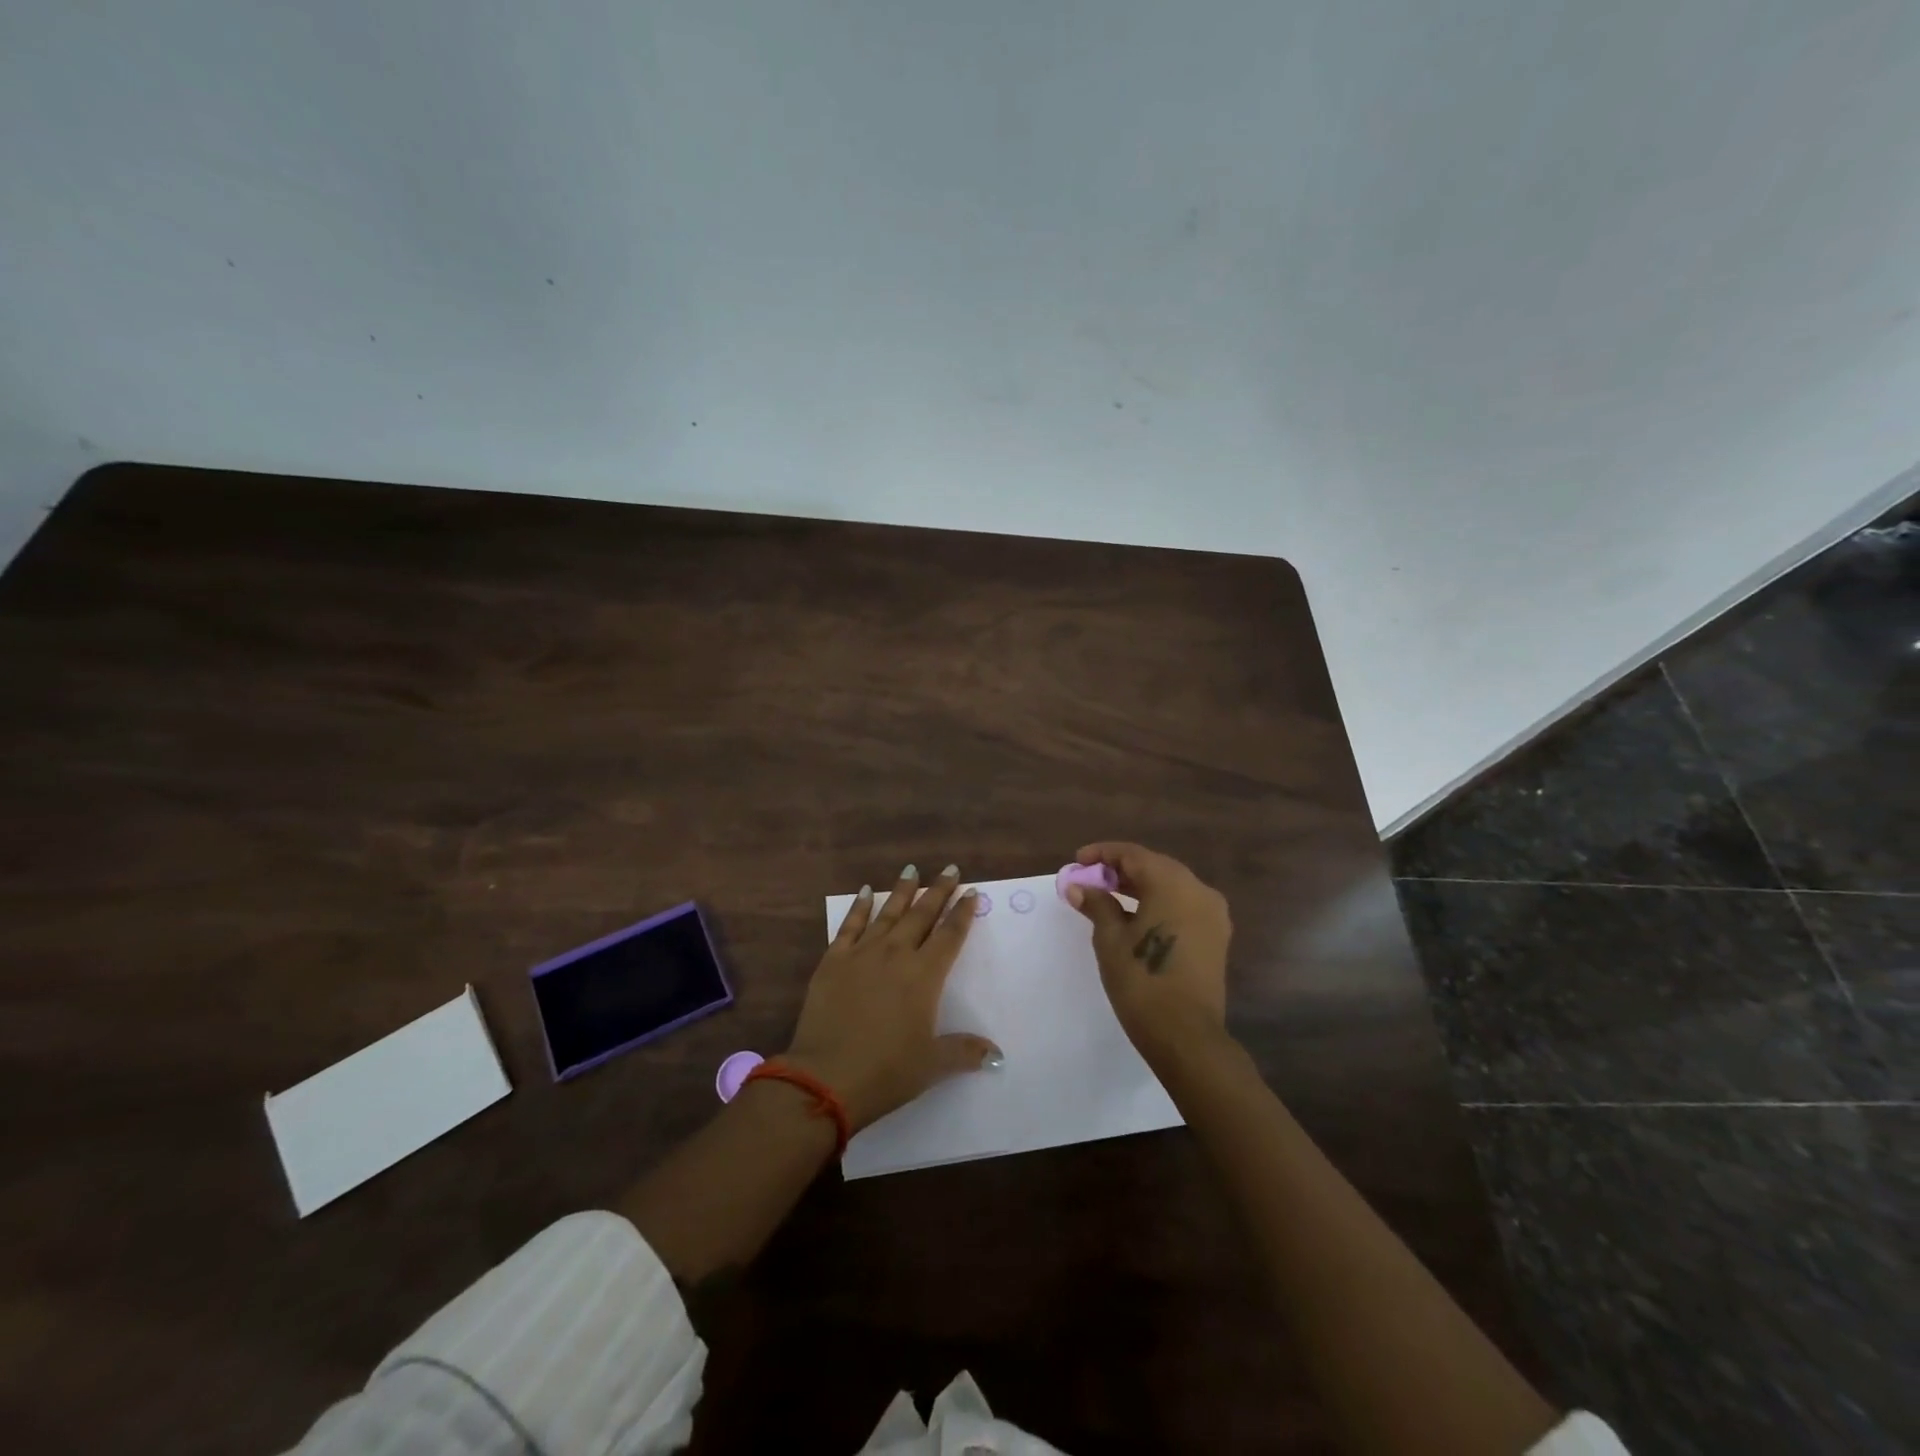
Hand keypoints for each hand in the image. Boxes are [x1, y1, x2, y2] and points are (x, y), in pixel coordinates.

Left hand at [784, 863, 1000, 1130]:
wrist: (825, 1078)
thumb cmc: (885, 1072)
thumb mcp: (931, 1065)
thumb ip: (963, 1051)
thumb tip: (996, 1055)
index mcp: (924, 976)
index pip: (949, 936)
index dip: (962, 913)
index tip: (971, 892)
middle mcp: (895, 955)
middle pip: (921, 915)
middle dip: (938, 891)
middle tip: (949, 869)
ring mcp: (862, 954)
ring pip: (887, 914)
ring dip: (902, 891)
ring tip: (911, 870)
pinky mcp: (833, 961)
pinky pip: (850, 926)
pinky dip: (859, 907)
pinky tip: (865, 891)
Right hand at [1067, 841, 1231, 1066]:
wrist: (1186, 1035)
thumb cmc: (1142, 981)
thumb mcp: (1110, 939)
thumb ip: (1097, 904)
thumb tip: (1079, 887)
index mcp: (1172, 883)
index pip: (1133, 854)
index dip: (1102, 854)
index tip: (1078, 862)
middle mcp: (1198, 889)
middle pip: (1154, 866)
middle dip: (1120, 870)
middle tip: (1090, 881)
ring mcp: (1212, 913)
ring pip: (1170, 885)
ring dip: (1140, 887)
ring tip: (1108, 898)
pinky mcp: (1216, 935)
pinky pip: (1183, 905)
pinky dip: (1158, 903)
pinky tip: (1135, 917)